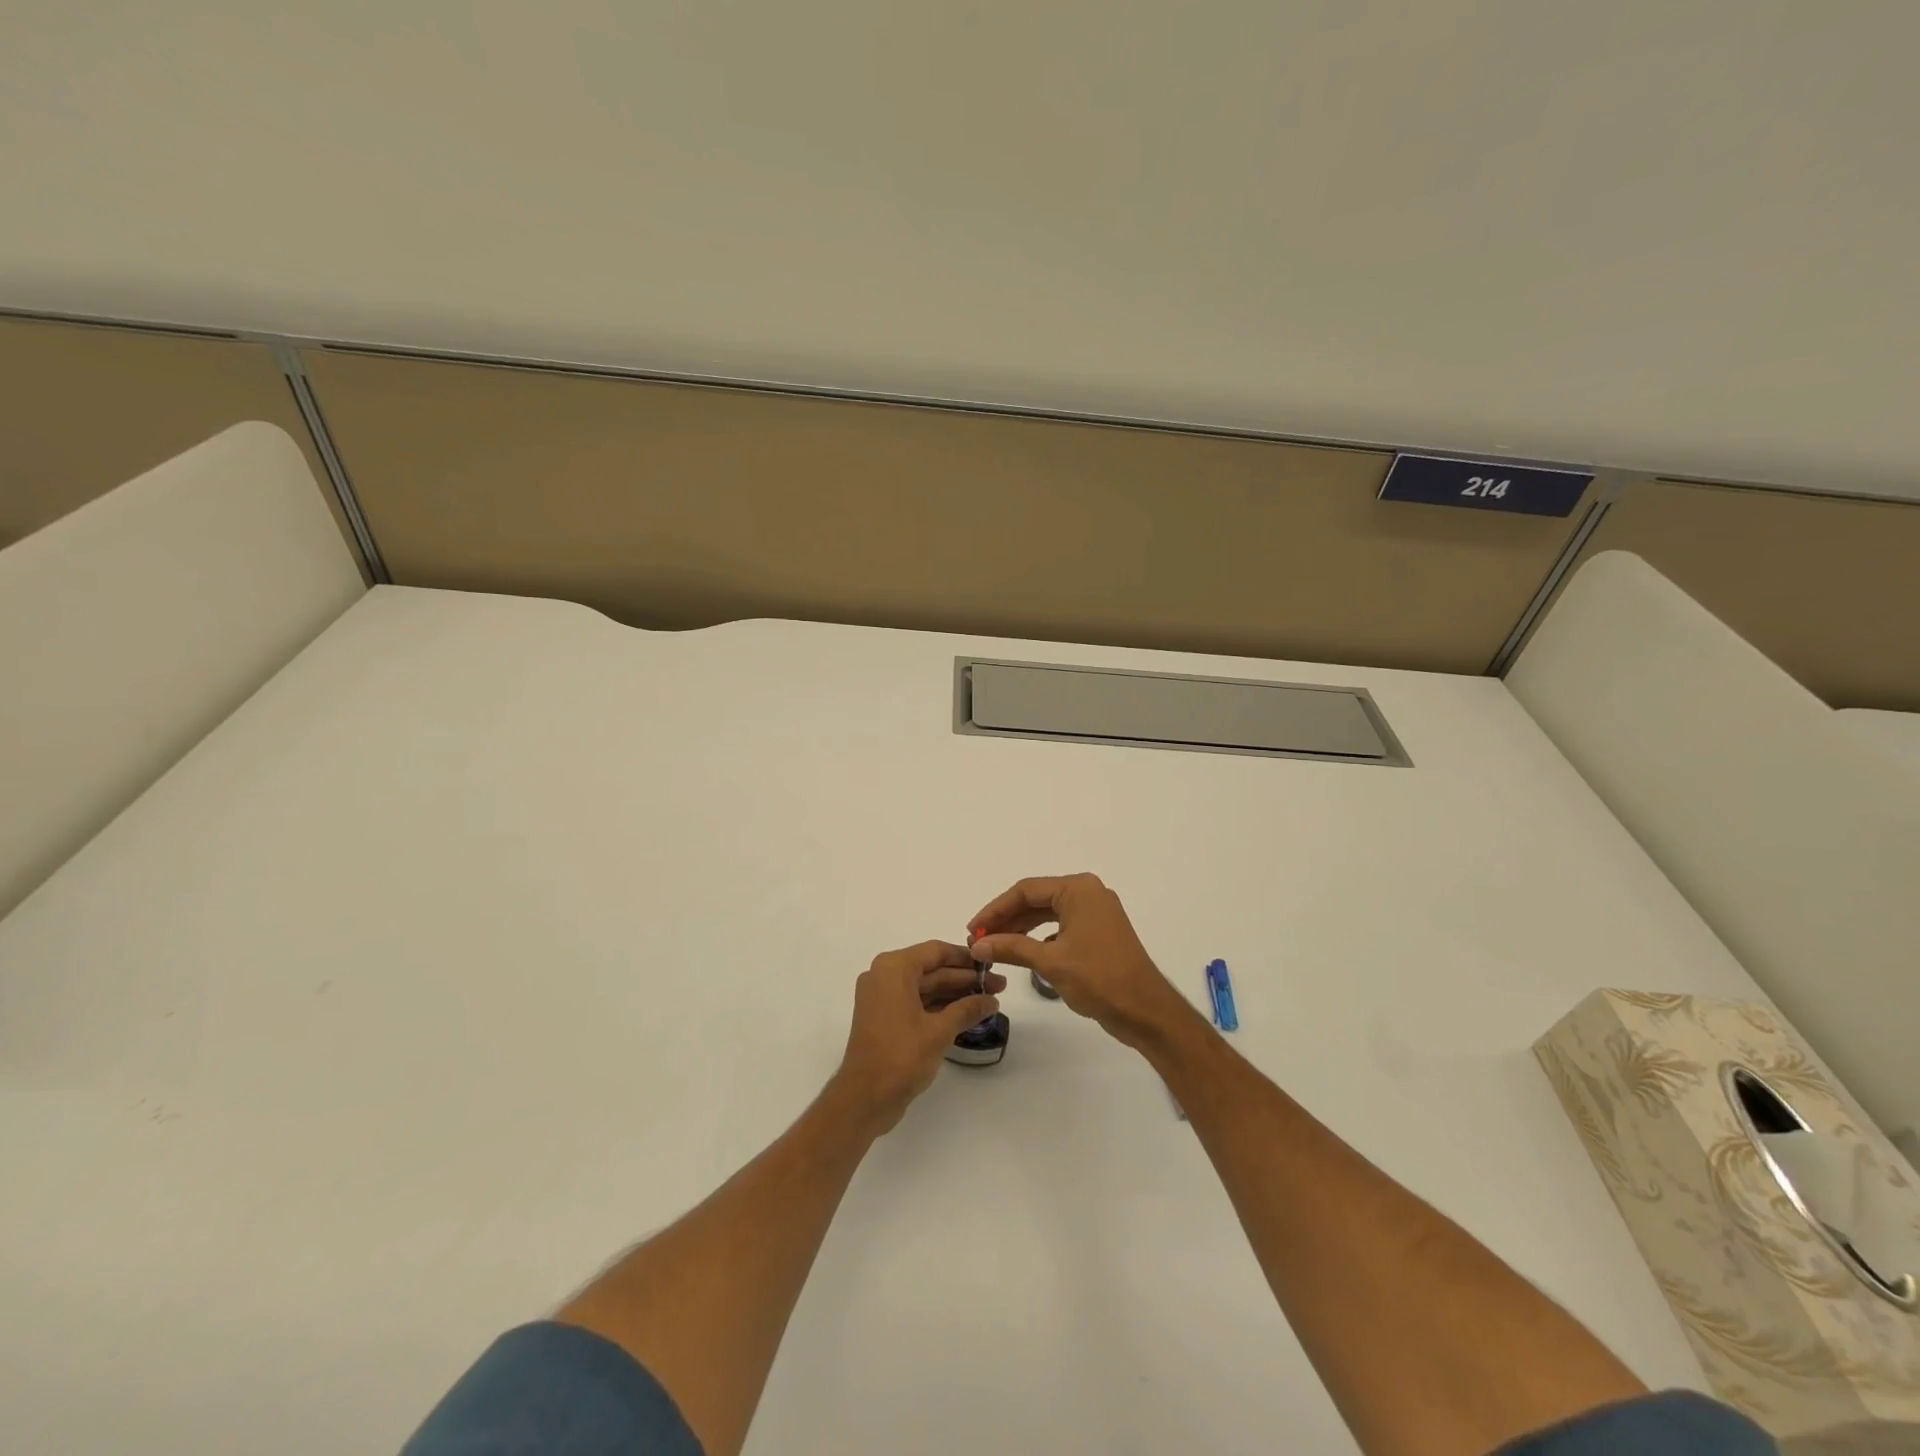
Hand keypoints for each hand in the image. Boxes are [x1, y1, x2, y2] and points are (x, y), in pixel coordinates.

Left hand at [831, 941, 1005, 1132]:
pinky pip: (917, 1002)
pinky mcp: (885, 1018)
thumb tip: (992, 1000)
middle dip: (965, 978)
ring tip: (989, 1000)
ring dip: (955, 994)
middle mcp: (885, 976)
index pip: (936, 951)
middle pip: (932, 969)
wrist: (864, 1099)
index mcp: (893, 968)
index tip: (992, 963)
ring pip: (926, 987)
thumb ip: (967, 1010)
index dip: (966, 957)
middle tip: (999, 986)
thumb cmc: (901, 1057)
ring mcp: (884, 998)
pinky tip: (968, 1014)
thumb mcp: (939, 1031)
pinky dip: (941, 1007)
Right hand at [969, 874, 1193, 1049]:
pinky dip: (1039, 938)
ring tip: (994, 947)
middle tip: (979, 940)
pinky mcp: (1099, 932)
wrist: (1146, 1011)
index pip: (1025, 890)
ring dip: (1020, 929)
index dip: (995, 910)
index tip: (973, 929)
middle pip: (1036, 900)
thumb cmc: (1099, 978)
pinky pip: (1061, 927)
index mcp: (1078, 889)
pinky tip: (1023, 953)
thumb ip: (1011, 947)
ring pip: (1047, 914)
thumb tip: (977, 945)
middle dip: (1006, 919)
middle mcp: (1088, 893)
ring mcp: (1096, 913)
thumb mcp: (1050, 962)